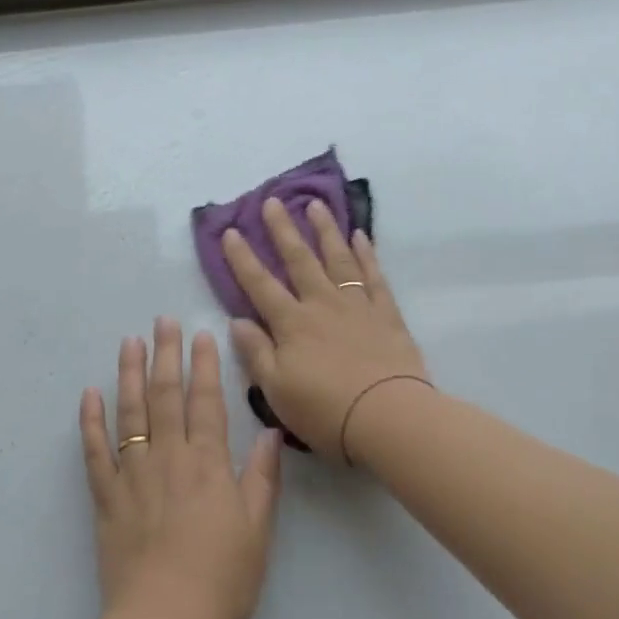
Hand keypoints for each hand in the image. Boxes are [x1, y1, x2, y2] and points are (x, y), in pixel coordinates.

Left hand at [79, 318, 282, 618]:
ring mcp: (133, 476)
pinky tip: (89, 395)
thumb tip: (271, 434)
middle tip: (161, 321)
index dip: (204, 365)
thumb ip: (262, 479)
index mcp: (208, 465)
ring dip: (129, 375)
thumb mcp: (257, 530)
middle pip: (166, 397)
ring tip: (128, 343)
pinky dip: (90, 422)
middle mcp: (169, 459)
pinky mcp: (106, 498)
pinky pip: (94, 452)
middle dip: (165, 355)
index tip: (200, 334)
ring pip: (130, 414)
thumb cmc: (222, 580)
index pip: (206, 402)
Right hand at [222, 198, 428, 462]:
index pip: (260, 285)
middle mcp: (321, 305)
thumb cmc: (325, 410)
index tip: (230, 232)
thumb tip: (237, 320)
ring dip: (325, 230)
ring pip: (337, 259)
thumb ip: (256, 352)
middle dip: (282, 230)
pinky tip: (360, 236)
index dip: (242, 259)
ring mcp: (356, 305)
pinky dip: (366, 254)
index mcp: (291, 324)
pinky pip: (373, 276)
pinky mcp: (386, 314)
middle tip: (272, 201)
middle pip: (299, 260)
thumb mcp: (276, 389)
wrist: (388, 416)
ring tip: (316, 205)